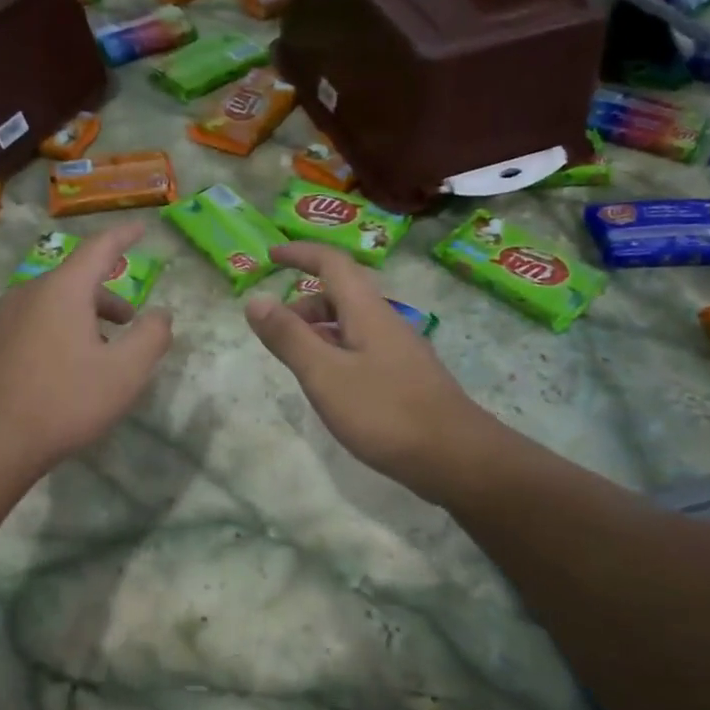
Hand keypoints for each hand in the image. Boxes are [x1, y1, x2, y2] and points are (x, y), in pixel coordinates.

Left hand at [0, 222, 172, 473]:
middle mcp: (26, 294)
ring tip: (93, 353)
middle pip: (73, 282)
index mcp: (62, 291)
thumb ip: (151, 336)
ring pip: (49, 307)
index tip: (142, 228)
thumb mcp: (125, 373)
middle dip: (105, 297)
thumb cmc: (65, 402)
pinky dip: (51, 336)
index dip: (124, 236)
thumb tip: (161, 313)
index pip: (99, 248)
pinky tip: (56, 373)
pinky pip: (27, 328)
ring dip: (78, 319)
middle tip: (127, 324)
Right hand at [245, 243, 501, 499]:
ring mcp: (399, 351)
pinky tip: (329, 386)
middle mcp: (386, 322)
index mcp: (366, 311)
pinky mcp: (405, 378)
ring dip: (319, 330)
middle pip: (341, 294)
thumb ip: (289, 337)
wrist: (455, 457)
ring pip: (351, 325)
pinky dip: (335, 353)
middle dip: (303, 302)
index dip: (300, 253)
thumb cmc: (385, 412)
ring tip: (295, 360)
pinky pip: (361, 350)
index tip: (270, 255)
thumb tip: (255, 299)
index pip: (332, 263)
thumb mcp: (325, 374)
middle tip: (274, 330)